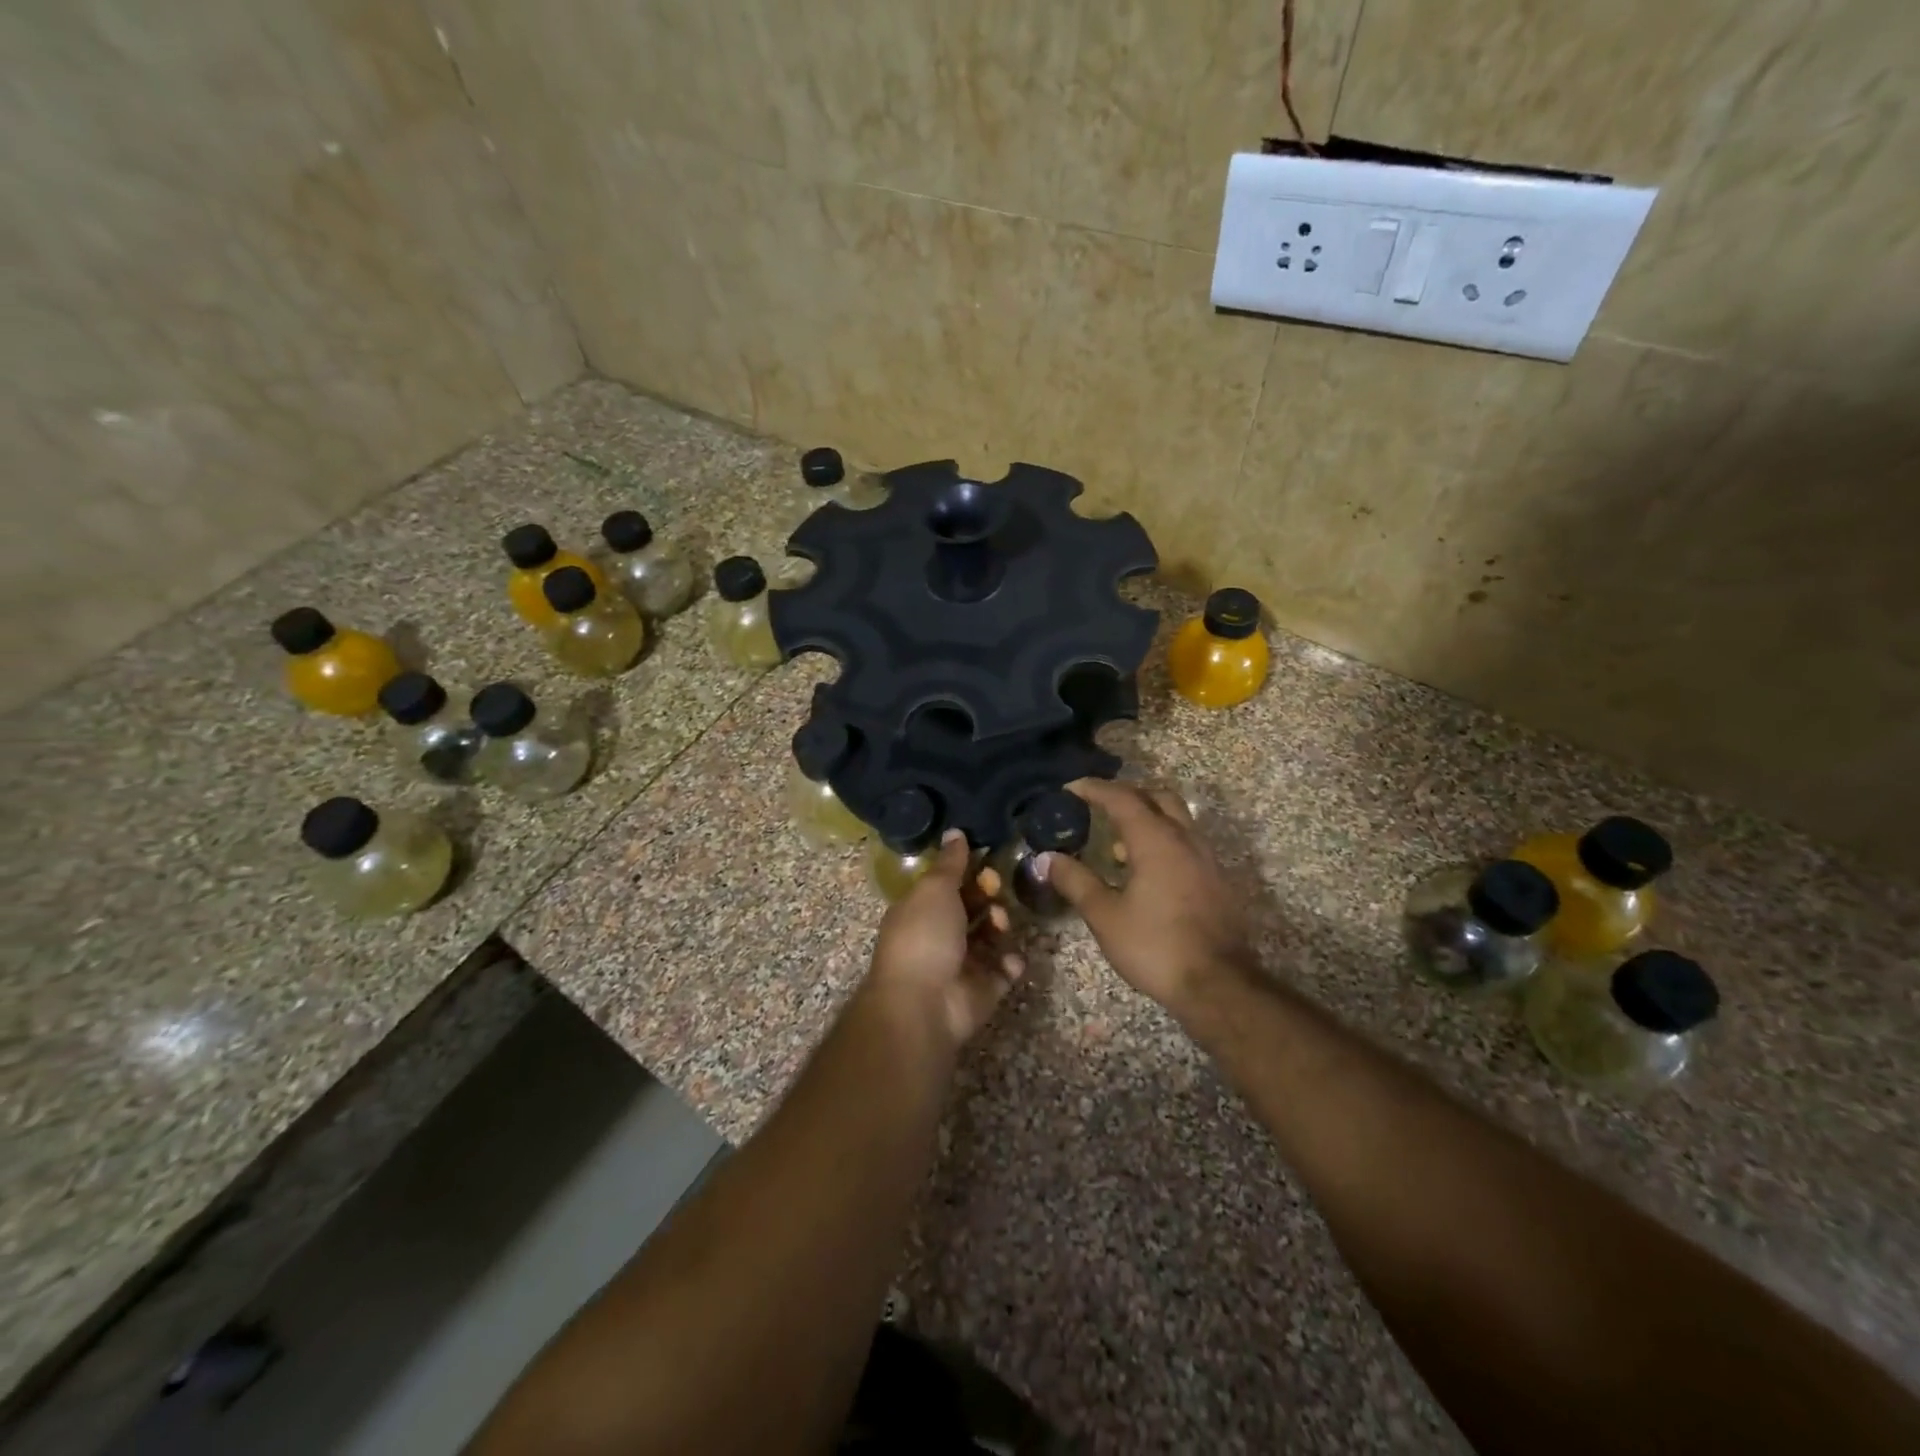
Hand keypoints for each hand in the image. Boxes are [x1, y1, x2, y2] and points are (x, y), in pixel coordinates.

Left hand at [869, 831, 1024, 1050]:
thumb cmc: (924, 936)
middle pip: (973, 909)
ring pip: (992, 937)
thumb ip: (950, 862)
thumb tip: (955, 832)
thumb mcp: (934, 889)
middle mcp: (940, 935)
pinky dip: (1011, 963)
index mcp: (921, 910)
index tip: (985, 864)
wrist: (924, 1004)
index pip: (949, 885)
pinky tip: (1010, 959)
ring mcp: (962, 964)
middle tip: (995, 891)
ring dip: (1001, 925)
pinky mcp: (983, 990)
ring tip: (1001, 924)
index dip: (968, 873)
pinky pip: (1004, 970)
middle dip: (989, 896)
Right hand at [1038, 779, 1253, 1015]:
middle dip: (1127, 795)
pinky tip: (1146, 872)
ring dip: (1148, 818)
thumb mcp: (1105, 916)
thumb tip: (1046, 858)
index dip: (1094, 789)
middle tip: (1099, 806)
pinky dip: (1164, 841)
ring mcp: (1207, 859)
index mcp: (1156, 840)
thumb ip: (1075, 881)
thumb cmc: (1155, 946)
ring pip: (1178, 819)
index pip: (1122, 798)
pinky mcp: (1218, 880)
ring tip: (1118, 843)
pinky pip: (1187, 843)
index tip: (1070, 789)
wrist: (1218, 985)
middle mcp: (1185, 839)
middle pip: (1158, 797)